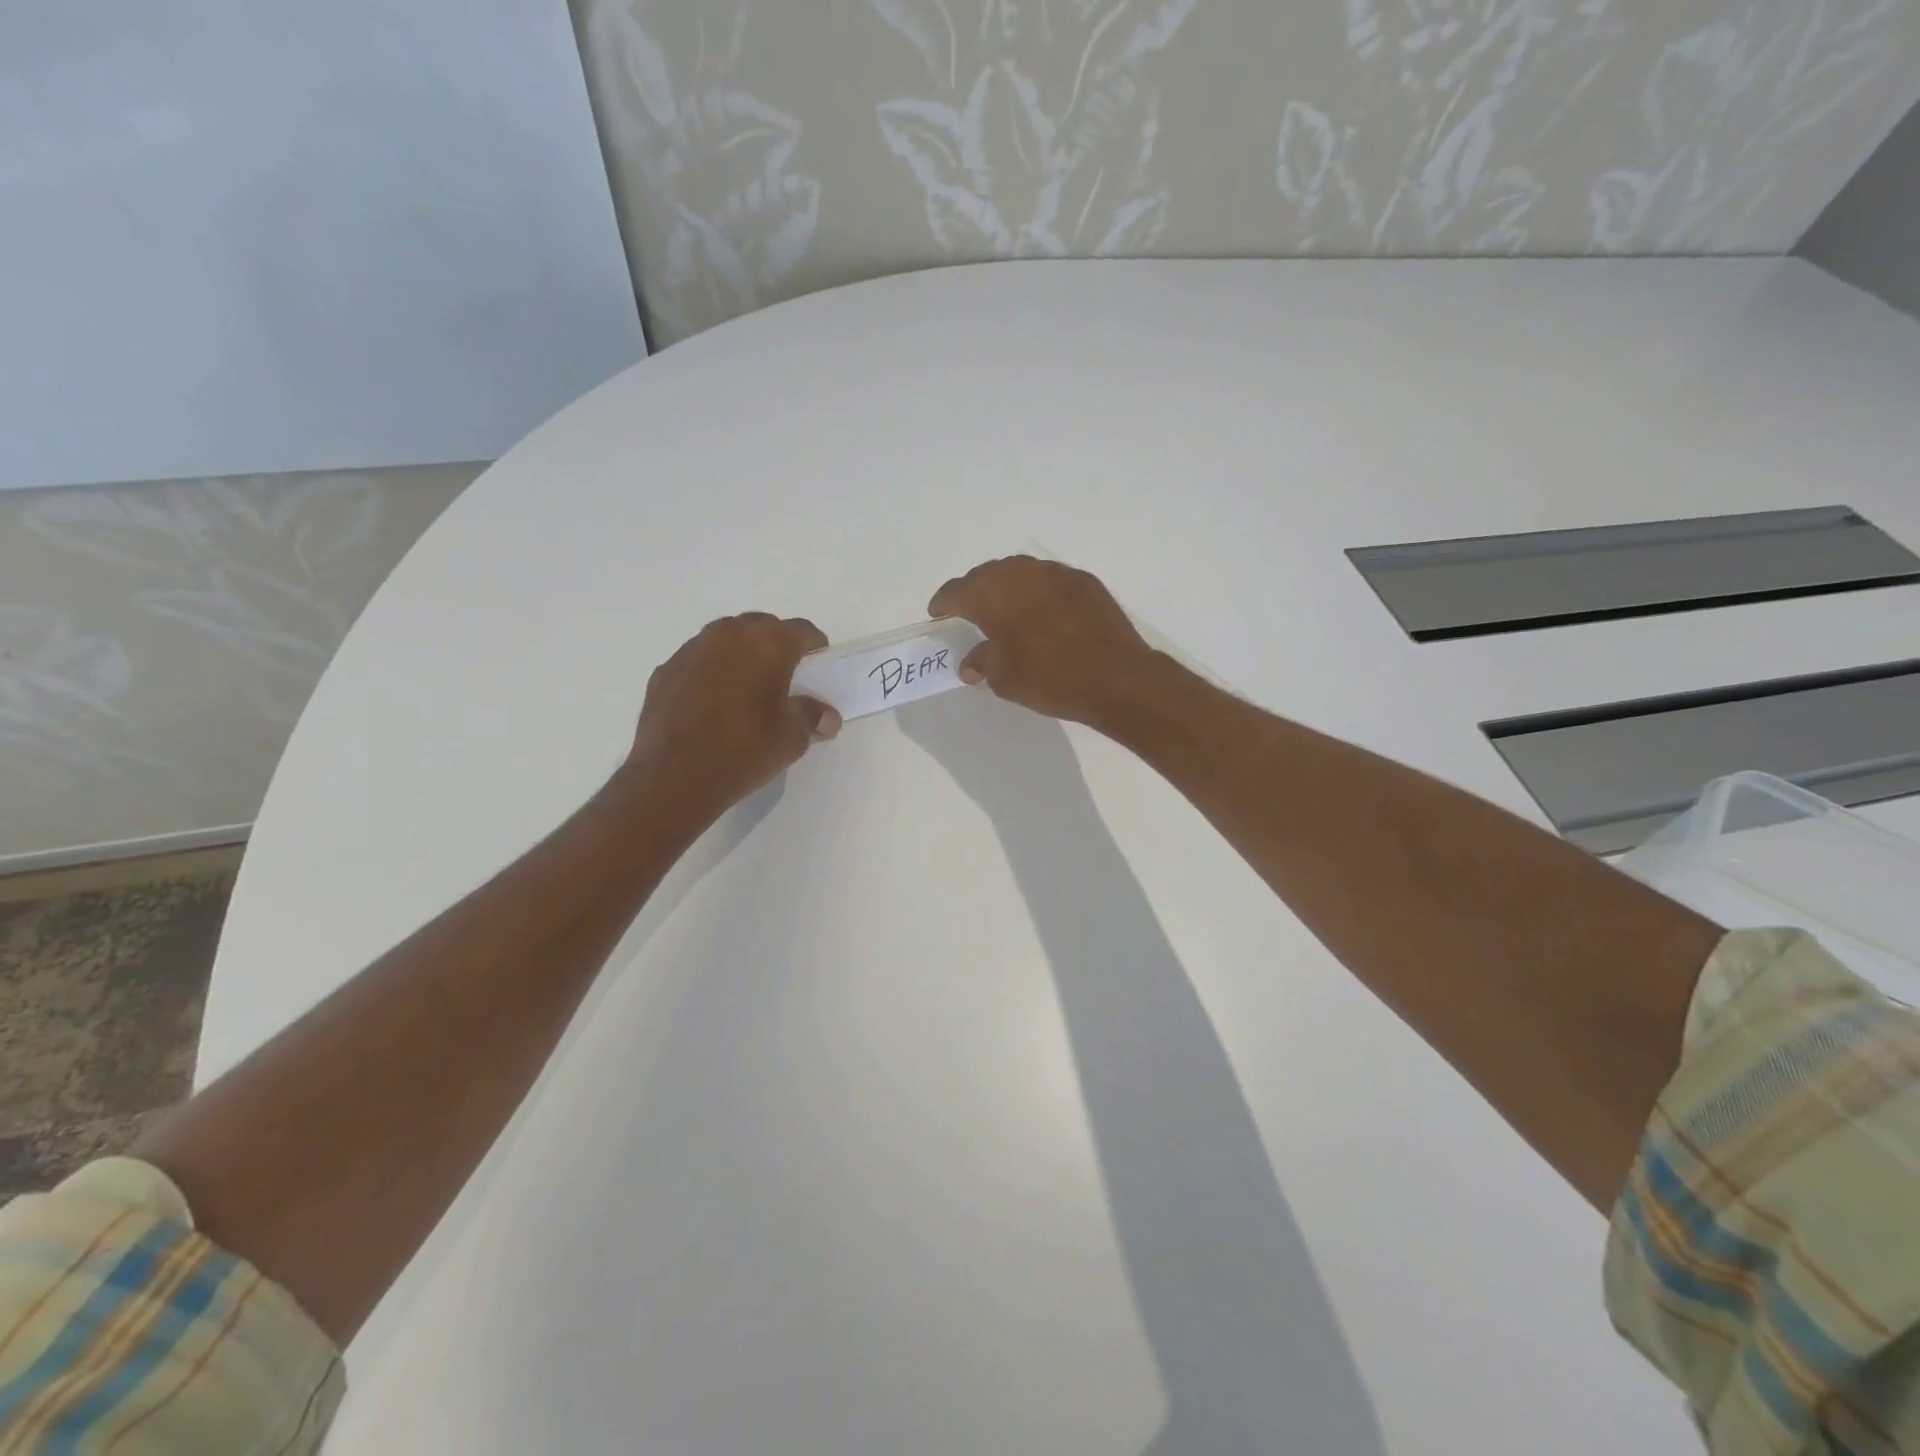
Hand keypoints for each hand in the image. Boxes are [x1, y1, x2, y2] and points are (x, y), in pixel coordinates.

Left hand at [627, 612, 839, 818]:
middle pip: (761, 627)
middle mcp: (729, 635)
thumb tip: (826, 716)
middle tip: (783, 676)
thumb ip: (811, 716)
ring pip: (725, 639)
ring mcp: (692, 649)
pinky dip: (710, 672)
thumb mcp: (792, 738)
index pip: (802, 630)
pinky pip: (698, 661)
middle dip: (775, 645)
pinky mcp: (665, 670)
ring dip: (740, 655)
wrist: (675, 776)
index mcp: (768, 644)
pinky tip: (712, 703)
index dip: (814, 645)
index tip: (817, 664)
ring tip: (745, 687)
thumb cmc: (745, 749)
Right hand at [928, 556, 1159, 727]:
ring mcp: (1055, 573)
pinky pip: (1048, 579)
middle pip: (986, 575)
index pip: (956, 591)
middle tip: (970, 612)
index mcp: (992, 595)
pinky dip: (1037, 591)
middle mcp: (1020, 574)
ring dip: (1006, 587)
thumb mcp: (1005, 679)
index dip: (943, 603)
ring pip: (1019, 571)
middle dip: (973, 591)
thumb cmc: (1050, 679)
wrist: (1115, 677)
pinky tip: (1042, 611)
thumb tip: (970, 662)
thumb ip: (982, 662)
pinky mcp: (1083, 580)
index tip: (938, 615)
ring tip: (1005, 608)